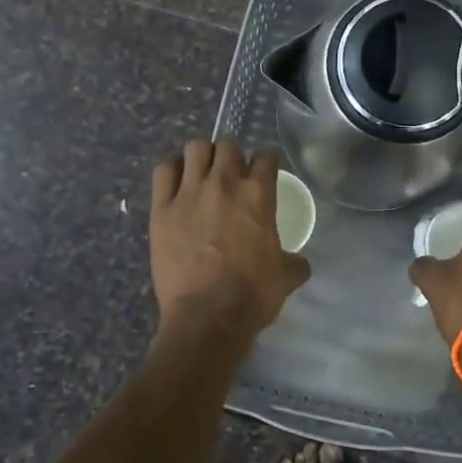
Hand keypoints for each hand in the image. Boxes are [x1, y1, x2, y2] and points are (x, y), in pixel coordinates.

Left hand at [151, 140, 310, 337]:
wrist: (207, 317)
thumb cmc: (252, 295)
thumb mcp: (286, 277)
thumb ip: (294, 261)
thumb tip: (300, 262)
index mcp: (258, 194)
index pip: (266, 156)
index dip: (266, 161)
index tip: (264, 171)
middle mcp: (223, 183)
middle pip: (227, 145)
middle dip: (232, 156)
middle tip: (231, 175)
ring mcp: (189, 192)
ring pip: (194, 148)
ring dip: (201, 158)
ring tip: (202, 175)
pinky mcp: (161, 208)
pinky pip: (163, 171)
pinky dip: (171, 173)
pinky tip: (176, 186)